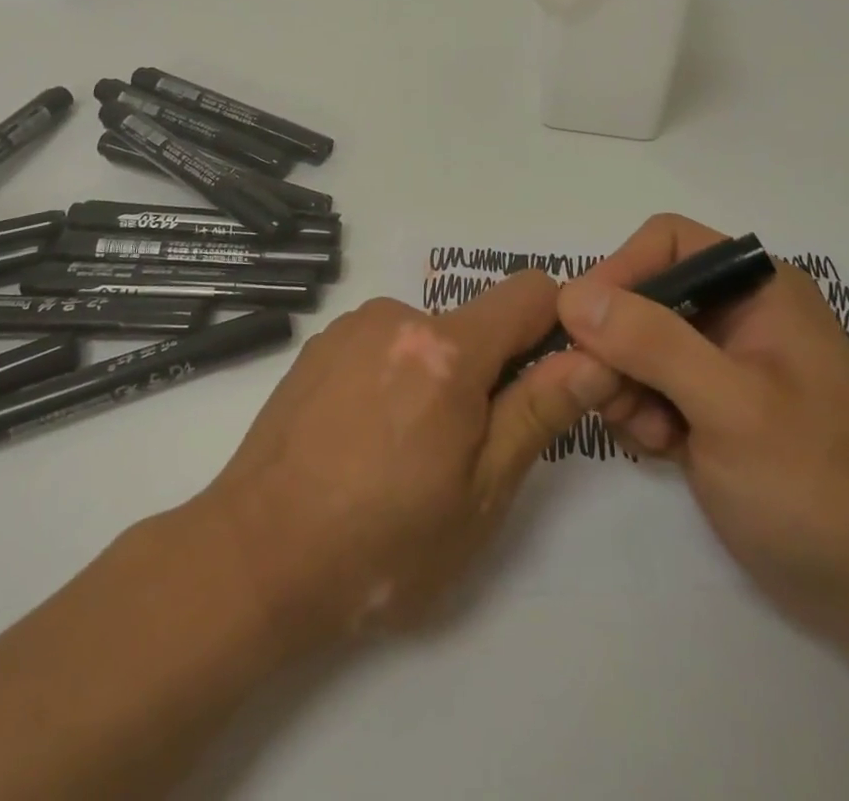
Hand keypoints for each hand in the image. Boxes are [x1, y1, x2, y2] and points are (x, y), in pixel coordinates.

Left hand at [202, 271, 606, 649]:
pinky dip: (392, 375)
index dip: (554, 325)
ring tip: (402, 450)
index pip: (529, 292)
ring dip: (435, 375)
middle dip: (487, 370)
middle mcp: (398, 315)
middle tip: (462, 448)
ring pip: (427, 336)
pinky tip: (362, 437)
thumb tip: (595, 357)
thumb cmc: (381, 542)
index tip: (549, 377)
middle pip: (474, 322)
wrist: (254, 556)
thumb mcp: (480, 494)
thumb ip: (539, 412)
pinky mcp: (319, 344)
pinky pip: (383, 343)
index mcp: (447, 349)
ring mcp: (352, 325)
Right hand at [553, 214, 848, 648]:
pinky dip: (641, 413)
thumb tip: (572, 295)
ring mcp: (724, 361)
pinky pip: (649, 385)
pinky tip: (663, 450)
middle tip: (606, 395)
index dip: (619, 273)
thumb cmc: (814, 484)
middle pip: (644, 294)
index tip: (579, 327)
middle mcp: (738, 312)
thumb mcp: (730, 406)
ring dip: (625, 385)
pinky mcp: (712, 405)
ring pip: (637, 343)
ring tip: (649, 435)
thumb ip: (651, 342)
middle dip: (617, 344)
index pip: (666, 243)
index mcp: (757, 288)